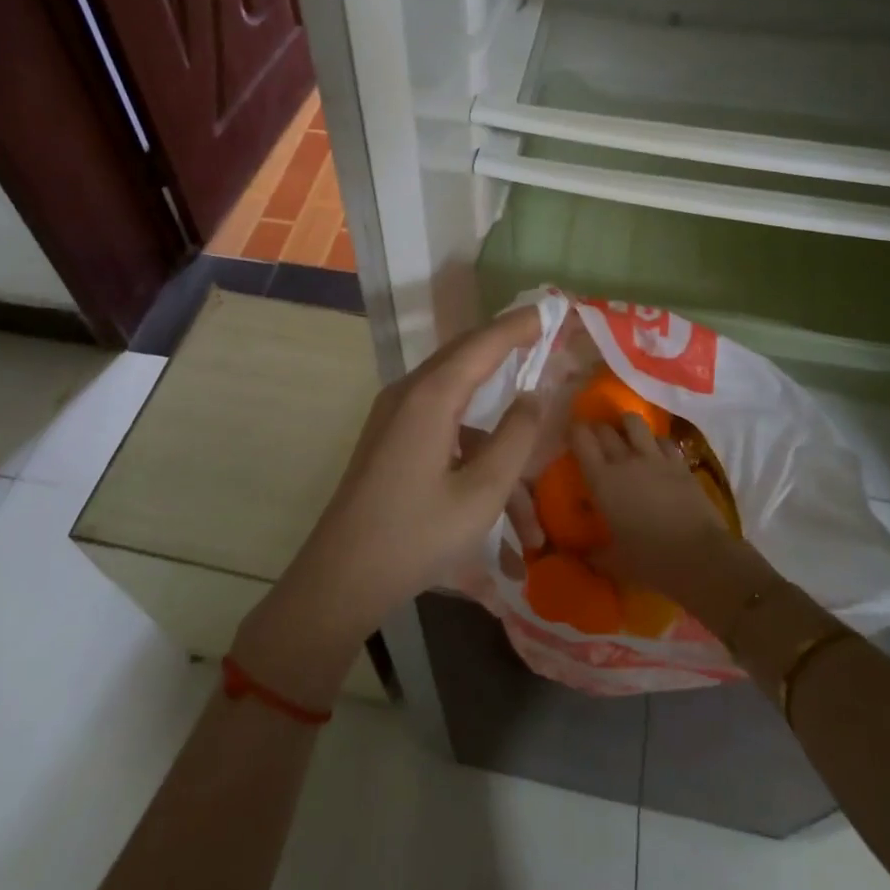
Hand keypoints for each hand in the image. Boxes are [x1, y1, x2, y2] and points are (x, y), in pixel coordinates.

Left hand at [235, 307, 548, 704]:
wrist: (340, 577)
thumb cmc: (415, 535)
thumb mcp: (481, 493)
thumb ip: (514, 437)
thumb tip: (533, 396)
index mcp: (431, 396)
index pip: (483, 343)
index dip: (518, 326)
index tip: (549, 311)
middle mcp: (409, 393)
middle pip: (465, 357)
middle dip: (506, 349)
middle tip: (542, 339)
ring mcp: (395, 415)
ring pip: (457, 400)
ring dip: (494, 428)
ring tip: (530, 481)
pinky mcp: (390, 438)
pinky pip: (441, 425)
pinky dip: (473, 448)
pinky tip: (498, 499)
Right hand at [572, 416, 774, 634]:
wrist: (699, 557)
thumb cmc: (650, 560)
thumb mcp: (614, 562)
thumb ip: (594, 553)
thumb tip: (582, 554)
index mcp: (602, 481)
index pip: (581, 440)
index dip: (575, 431)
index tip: (571, 434)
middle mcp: (625, 460)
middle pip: (605, 429)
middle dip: (597, 429)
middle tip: (596, 438)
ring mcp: (655, 458)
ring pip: (635, 423)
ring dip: (626, 425)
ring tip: (626, 433)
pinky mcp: (679, 463)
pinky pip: (663, 440)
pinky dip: (656, 441)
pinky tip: (657, 451)